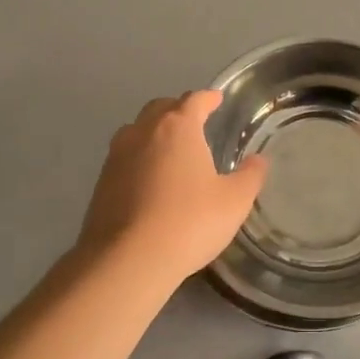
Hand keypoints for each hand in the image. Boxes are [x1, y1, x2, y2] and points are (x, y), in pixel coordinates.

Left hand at [77, 90, 267, 289]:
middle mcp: (143, 132)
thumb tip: (258, 160)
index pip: (194, 100)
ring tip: (170, 149)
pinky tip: (149, 180)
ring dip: (153, 132)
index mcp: (178, 128)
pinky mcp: (101, 182)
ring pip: (137, 131)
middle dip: (178, 110)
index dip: (208, 98)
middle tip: (194, 122)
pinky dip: (139, 158)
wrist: (127, 260)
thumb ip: (250, 176)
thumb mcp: (234, 201)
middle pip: (160, 108)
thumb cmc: (189, 222)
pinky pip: (124, 158)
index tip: (217, 99)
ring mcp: (116, 156)